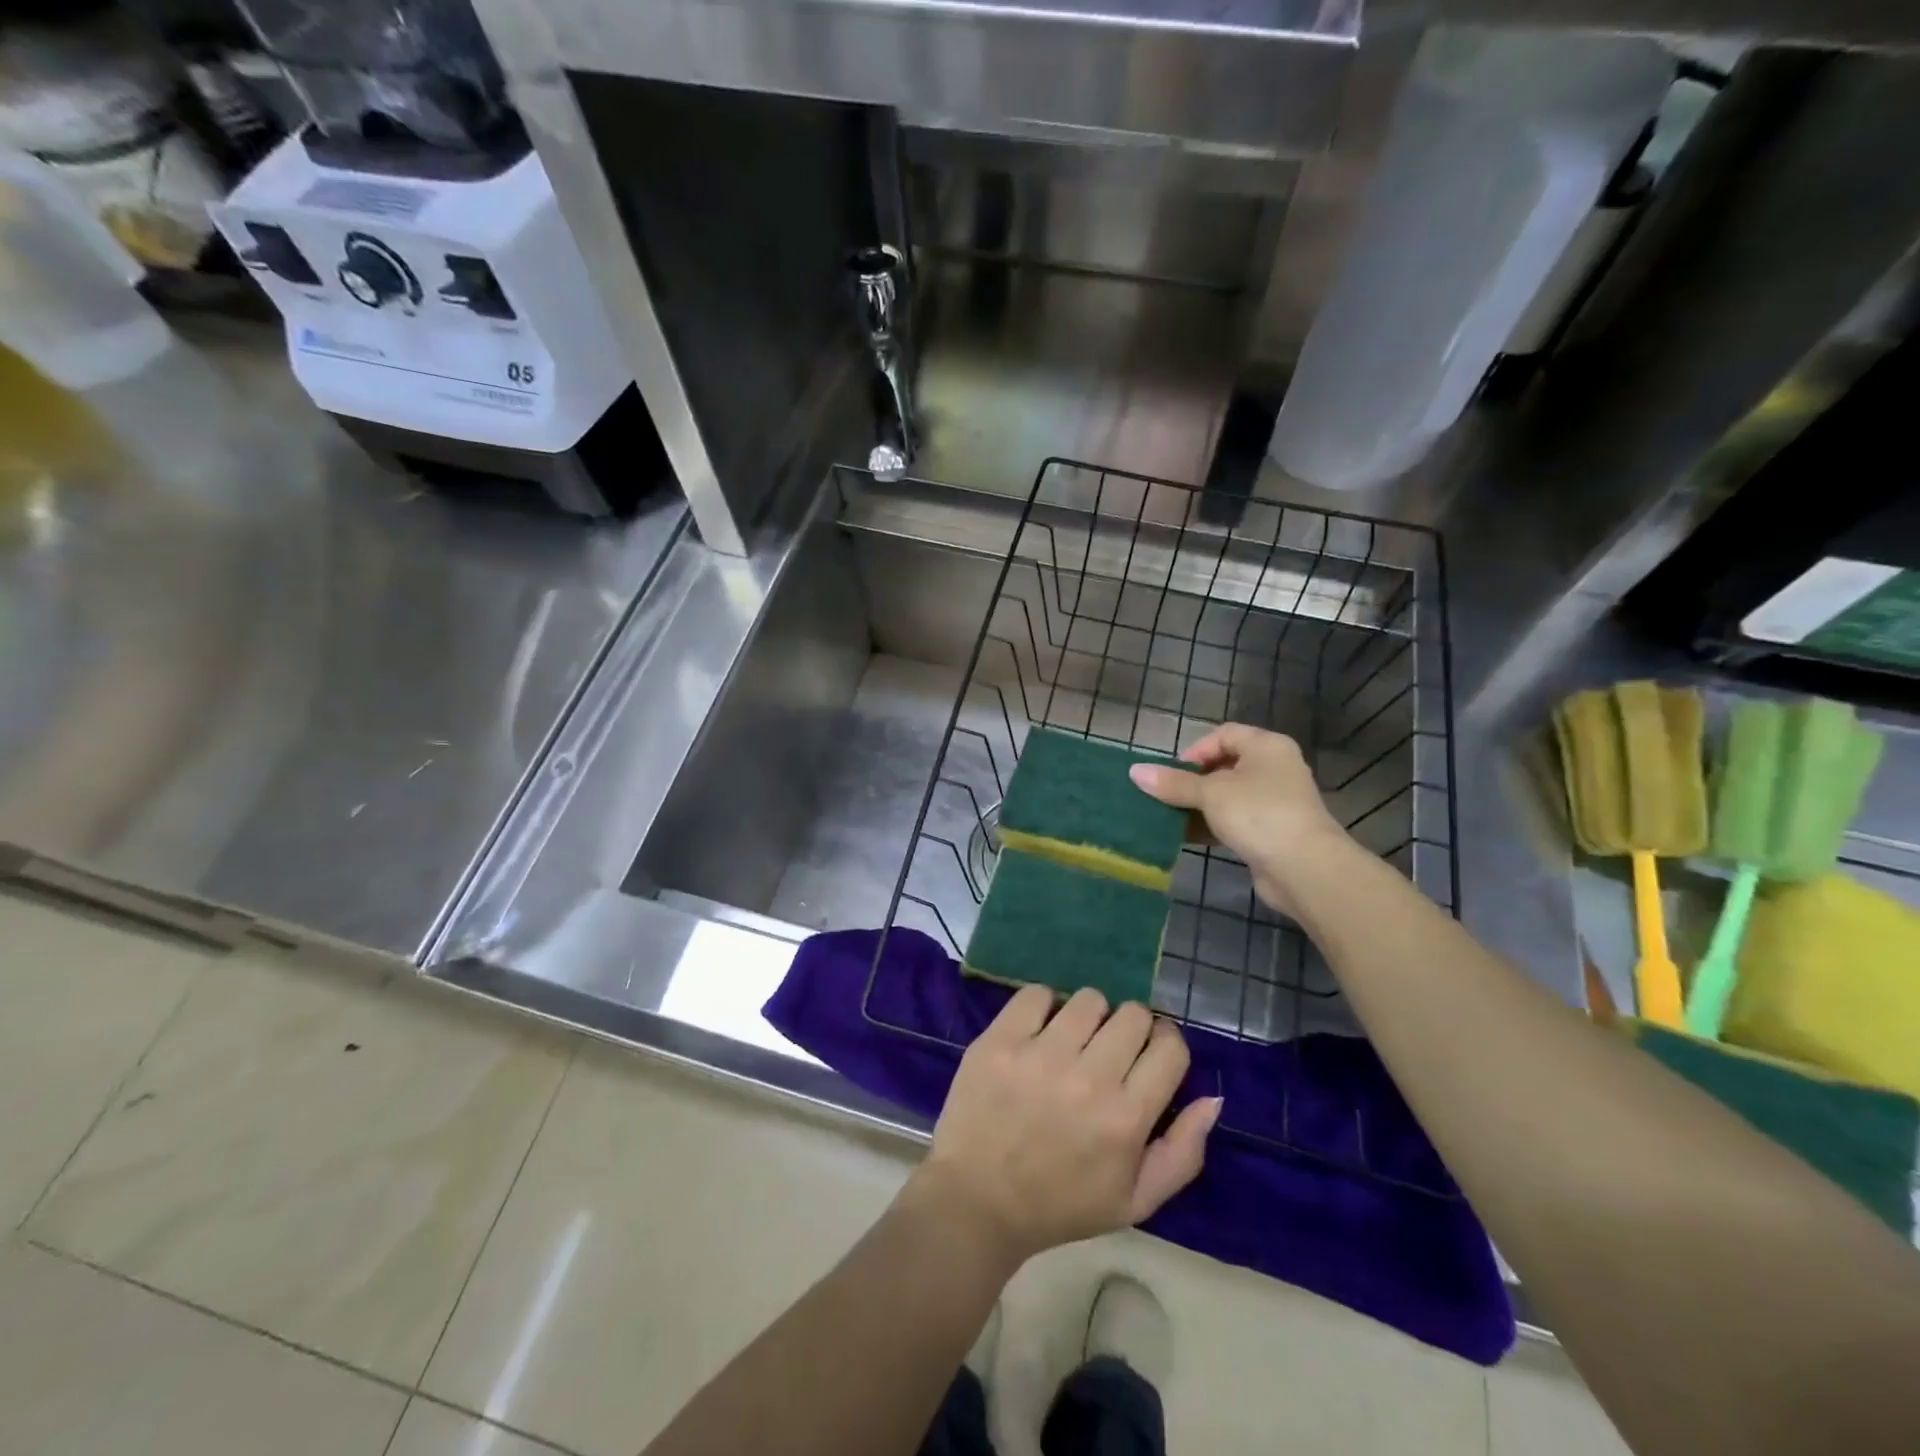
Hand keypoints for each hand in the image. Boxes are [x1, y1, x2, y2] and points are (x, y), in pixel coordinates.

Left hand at [916, 986, 1220, 1265]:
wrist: (977, 1201)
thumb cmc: (1061, 1204)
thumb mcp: (1135, 1201)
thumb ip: (1183, 1152)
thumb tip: (1212, 1098)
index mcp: (1126, 1118)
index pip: (1169, 1046)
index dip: (1164, 1045)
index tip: (1148, 1055)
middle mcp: (1089, 1078)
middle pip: (1133, 1014)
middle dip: (1129, 1029)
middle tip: (1108, 1051)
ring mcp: (1041, 1054)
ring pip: (1089, 999)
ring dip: (1088, 1017)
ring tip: (1072, 1042)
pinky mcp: (1000, 1040)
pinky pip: (1038, 994)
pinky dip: (1043, 1007)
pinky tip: (1038, 1034)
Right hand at [1128, 723, 1350, 916]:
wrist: (1305, 869)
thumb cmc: (1258, 815)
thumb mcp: (1210, 794)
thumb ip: (1173, 783)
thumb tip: (1134, 771)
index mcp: (1267, 747)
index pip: (1224, 735)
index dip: (1195, 750)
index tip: (1173, 773)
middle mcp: (1275, 768)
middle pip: (1224, 765)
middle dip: (1192, 781)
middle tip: (1167, 796)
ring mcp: (1275, 801)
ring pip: (1228, 796)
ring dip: (1199, 806)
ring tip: (1170, 817)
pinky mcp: (1271, 831)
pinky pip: (1234, 820)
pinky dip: (1212, 825)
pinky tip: (1187, 836)